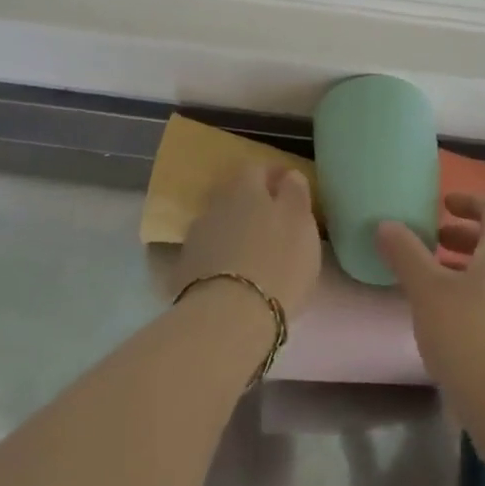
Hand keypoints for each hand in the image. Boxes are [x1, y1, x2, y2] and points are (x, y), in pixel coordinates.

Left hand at [175, 165, 321, 317]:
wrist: (228, 317)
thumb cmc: (277, 262)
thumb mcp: (301, 223)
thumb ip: (295, 193)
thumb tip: (288, 175)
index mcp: (245, 188)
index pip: (258, 168)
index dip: (274, 175)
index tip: (290, 187)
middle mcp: (215, 205)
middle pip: (234, 196)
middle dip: (252, 204)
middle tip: (274, 223)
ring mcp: (196, 238)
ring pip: (220, 225)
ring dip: (235, 233)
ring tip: (254, 254)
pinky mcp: (184, 271)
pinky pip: (208, 255)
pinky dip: (221, 259)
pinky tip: (233, 276)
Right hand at [377, 194, 484, 427]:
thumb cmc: (472, 339)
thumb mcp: (428, 293)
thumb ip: (406, 255)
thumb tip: (387, 224)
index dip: (473, 200)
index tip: (445, 205)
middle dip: (464, 238)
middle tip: (432, 243)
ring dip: (467, 272)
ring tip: (433, 286)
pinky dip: (475, 301)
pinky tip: (450, 327)